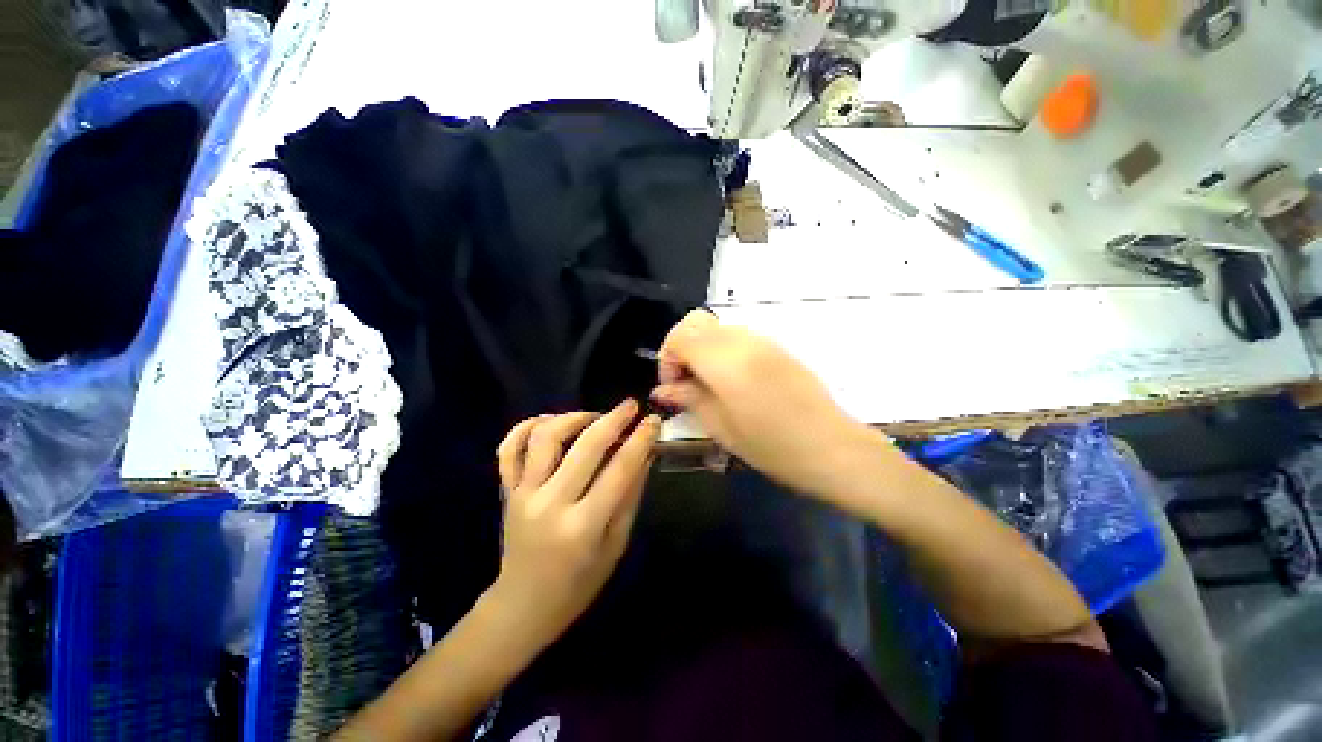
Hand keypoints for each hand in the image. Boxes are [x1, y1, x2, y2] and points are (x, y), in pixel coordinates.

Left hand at [490, 401, 660, 641]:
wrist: (523, 606)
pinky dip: (526, 427)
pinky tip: (550, 421)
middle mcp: (550, 503)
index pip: (619, 469)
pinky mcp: (507, 491)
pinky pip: (509, 448)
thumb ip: (630, 496)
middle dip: (613, 419)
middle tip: (630, 406)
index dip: (640, 440)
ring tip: (594, 416)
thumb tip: (645, 454)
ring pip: (545, 437)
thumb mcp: (615, 545)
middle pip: (585, 446)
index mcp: (583, 525)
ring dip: (573, 417)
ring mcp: (523, 494)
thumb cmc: (578, 584)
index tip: (654, 420)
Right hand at [652, 310, 877, 498]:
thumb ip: (689, 398)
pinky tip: (731, 380)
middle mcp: (741, 340)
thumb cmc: (771, 445)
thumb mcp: (721, 426)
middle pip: (695, 322)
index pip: (679, 337)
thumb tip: (663, 389)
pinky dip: (722, 349)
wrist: (830, 446)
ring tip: (707, 383)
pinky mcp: (776, 346)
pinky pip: (737, 336)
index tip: (672, 386)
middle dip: (681, 347)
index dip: (667, 359)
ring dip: (702, 347)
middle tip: (685, 380)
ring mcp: (762, 340)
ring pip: (716, 327)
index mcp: (724, 360)